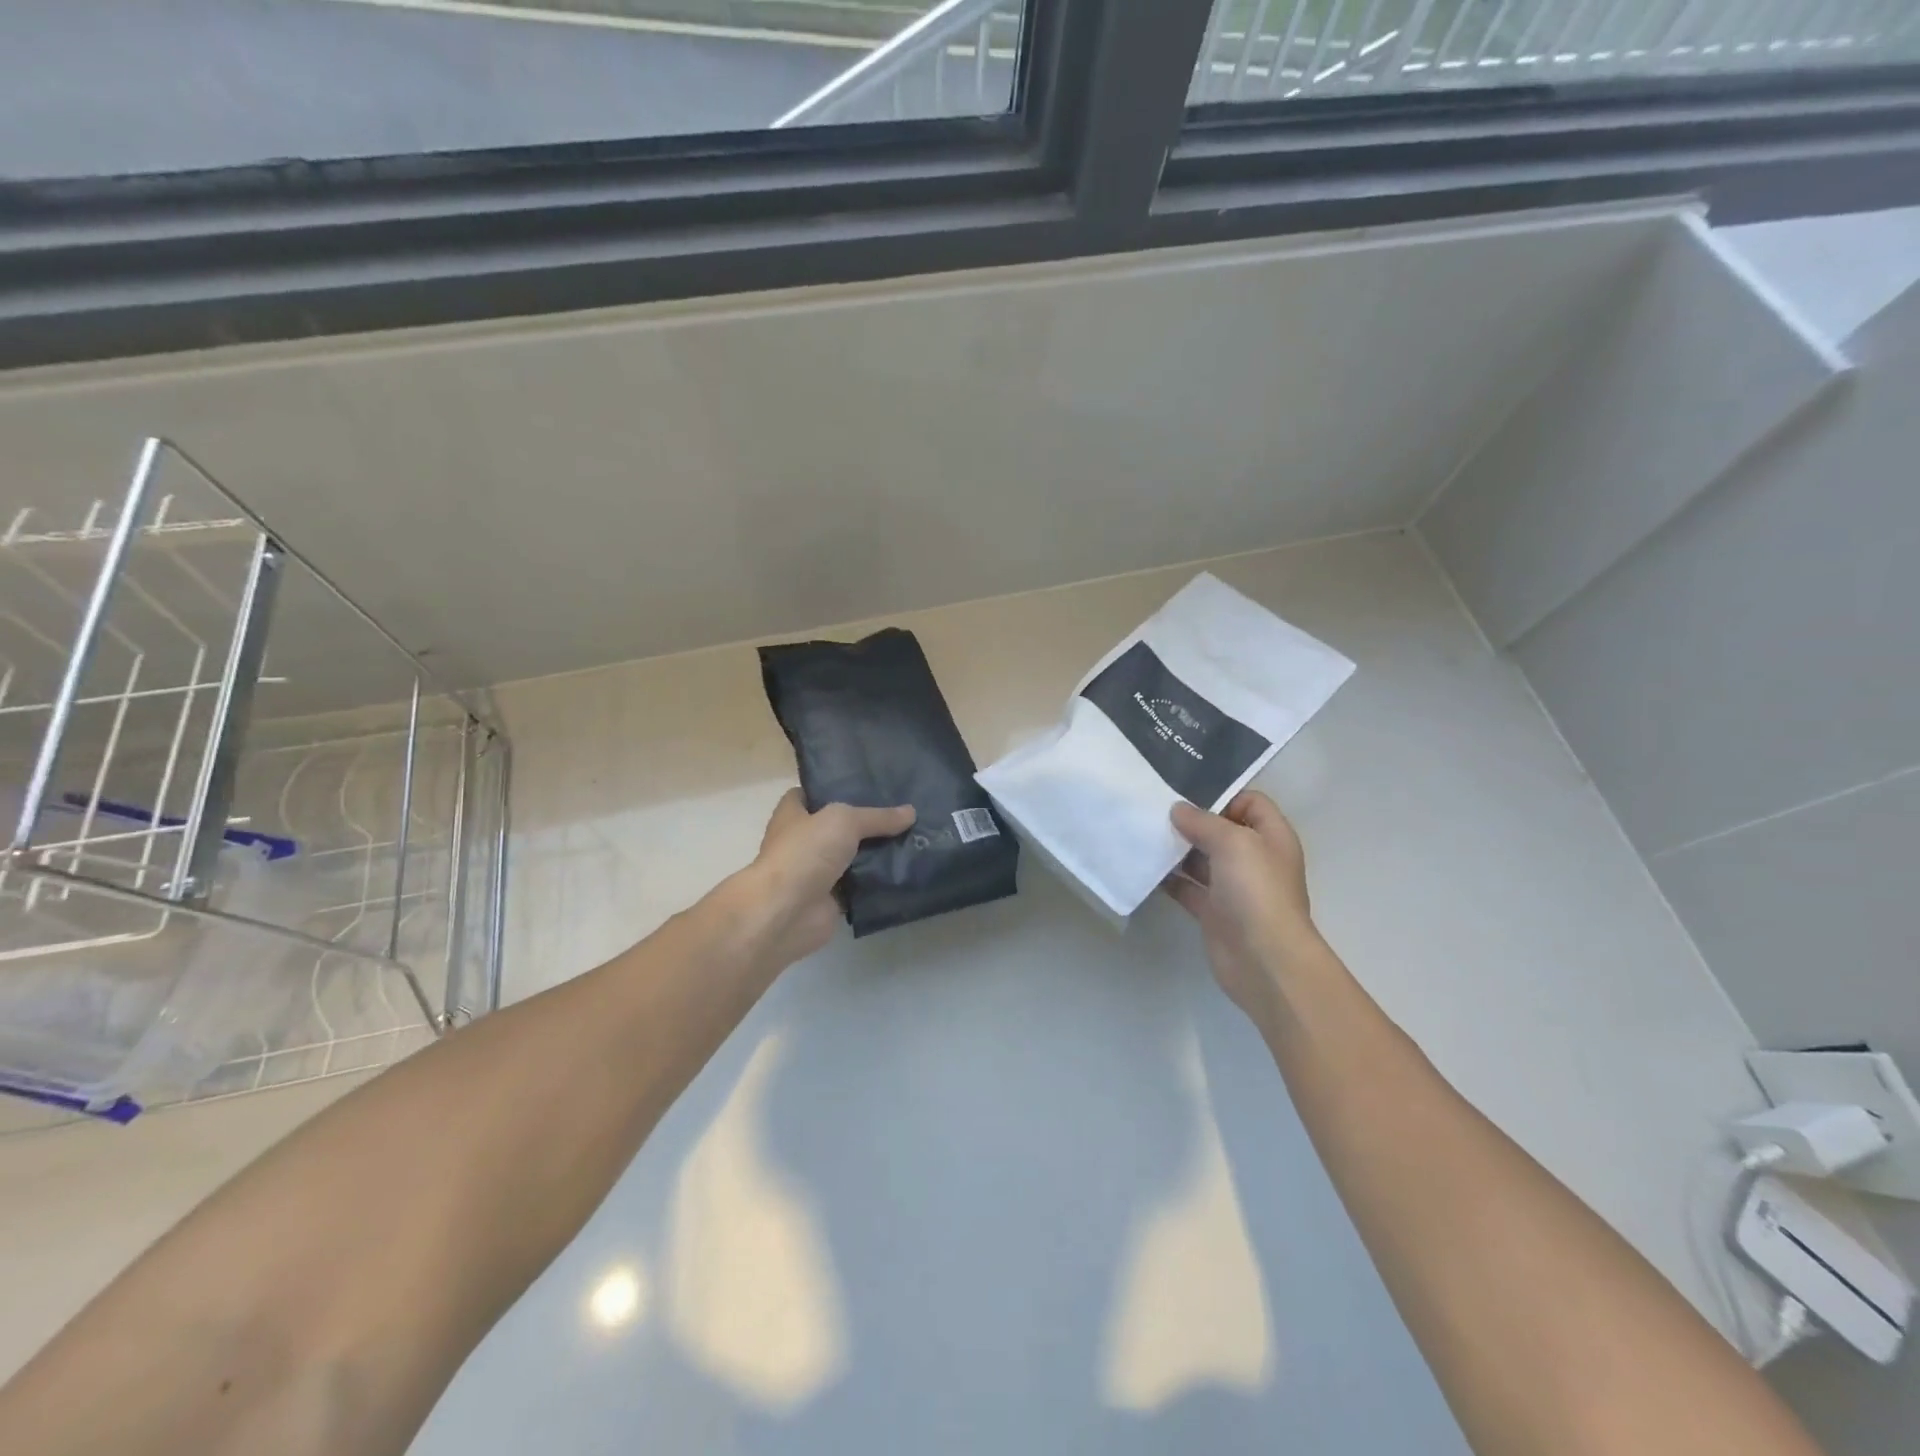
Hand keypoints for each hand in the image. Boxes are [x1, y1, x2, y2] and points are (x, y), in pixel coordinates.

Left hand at [743, 789, 914, 967]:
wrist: (786, 912)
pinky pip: (860, 886)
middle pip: (838, 827)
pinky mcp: (831, 899)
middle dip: (866, 822)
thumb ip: (877, 817)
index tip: (867, 783)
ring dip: (876, 853)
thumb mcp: (844, 821)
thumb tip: (911, 812)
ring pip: (852, 857)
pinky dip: (878, 882)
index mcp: (793, 815)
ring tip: (913, 838)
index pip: (812, 793)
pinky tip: (905, 871)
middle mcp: (803, 842)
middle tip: (902, 812)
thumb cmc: (805, 853)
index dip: (834, 786)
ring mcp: (817, 872)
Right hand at [1165, 791, 1323, 1021]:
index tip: (1186, 796)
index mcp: (1271, 837)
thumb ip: (1203, 821)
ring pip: (1201, 859)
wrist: (1264, 960)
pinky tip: (1146, 868)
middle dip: (1191, 821)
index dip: (1222, 795)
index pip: (1250, 802)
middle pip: (1221, 830)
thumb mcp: (1233, 842)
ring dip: (1176, 849)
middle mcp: (1254, 859)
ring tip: (1144, 835)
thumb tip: (1178, 810)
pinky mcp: (1213, 912)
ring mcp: (1233, 888)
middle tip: (1155, 811)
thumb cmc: (1256, 891)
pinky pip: (1187, 888)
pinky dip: (1169, 879)